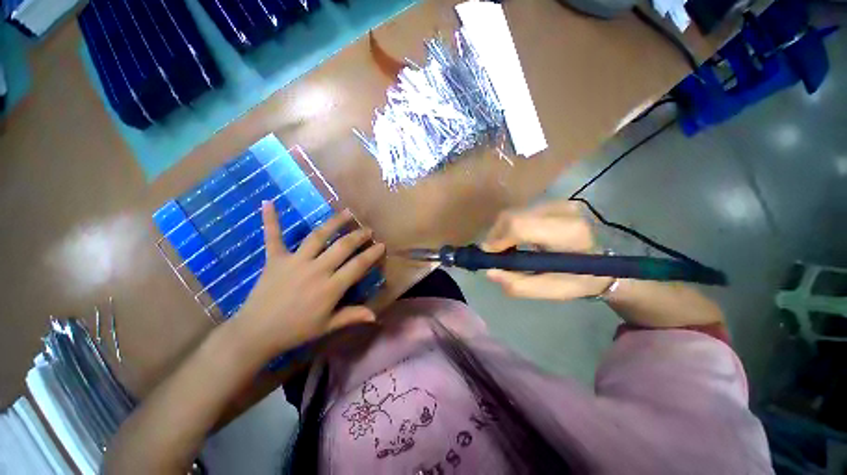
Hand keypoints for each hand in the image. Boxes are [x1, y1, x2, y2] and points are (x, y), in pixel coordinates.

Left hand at [232, 202, 385, 360]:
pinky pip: (273, 237)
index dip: (372, 254)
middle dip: (358, 236)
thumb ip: (352, 316)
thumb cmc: (296, 331)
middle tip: (368, 229)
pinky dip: (271, 220)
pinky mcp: (275, 259)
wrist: (256, 333)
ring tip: (347, 212)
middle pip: (342, 247)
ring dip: (334, 222)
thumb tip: (375, 315)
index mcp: (330, 288)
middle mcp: (316, 270)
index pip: (357, 266)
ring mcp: (295, 262)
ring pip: (318, 236)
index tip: (381, 245)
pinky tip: (268, 202)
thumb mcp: (327, 326)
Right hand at [481, 200, 612, 300]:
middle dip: (496, 236)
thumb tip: (490, 271)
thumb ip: (519, 285)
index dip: (498, 240)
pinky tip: (516, 239)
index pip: (520, 226)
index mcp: (569, 233)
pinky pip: (519, 212)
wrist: (603, 262)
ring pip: (513, 213)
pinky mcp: (552, 202)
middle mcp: (563, 210)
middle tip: (496, 255)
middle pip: (512, 216)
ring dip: (502, 232)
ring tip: (506, 249)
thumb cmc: (579, 280)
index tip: (491, 256)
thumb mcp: (551, 291)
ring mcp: (558, 202)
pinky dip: (510, 227)